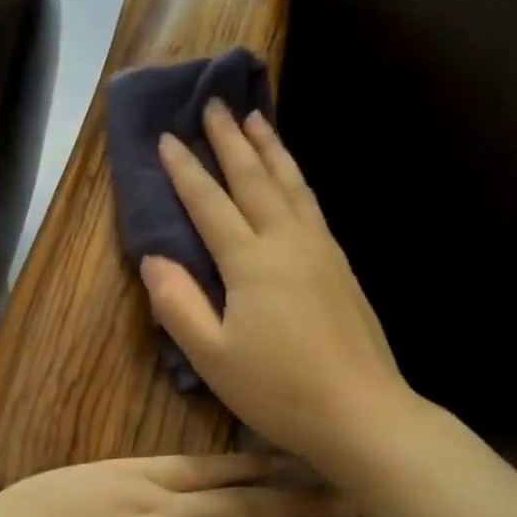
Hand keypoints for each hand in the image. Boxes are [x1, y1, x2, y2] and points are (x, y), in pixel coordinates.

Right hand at [140, 103, 408, 473]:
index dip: (186, 171)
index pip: (209, 203)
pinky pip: (312, 204)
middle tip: (215, 103)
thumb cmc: (279, 390)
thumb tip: (154, 258)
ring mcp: (321, 250)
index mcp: (250, 262)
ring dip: (270, 148)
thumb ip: (178, 304)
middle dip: (231, 140)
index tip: (166, 137)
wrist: (362, 413)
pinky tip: (292, 176)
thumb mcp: (212, 357)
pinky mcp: (341, 265)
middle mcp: (287, 242)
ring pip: (291, 184)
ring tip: (257, 117)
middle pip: (254, 179)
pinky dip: (295, 178)